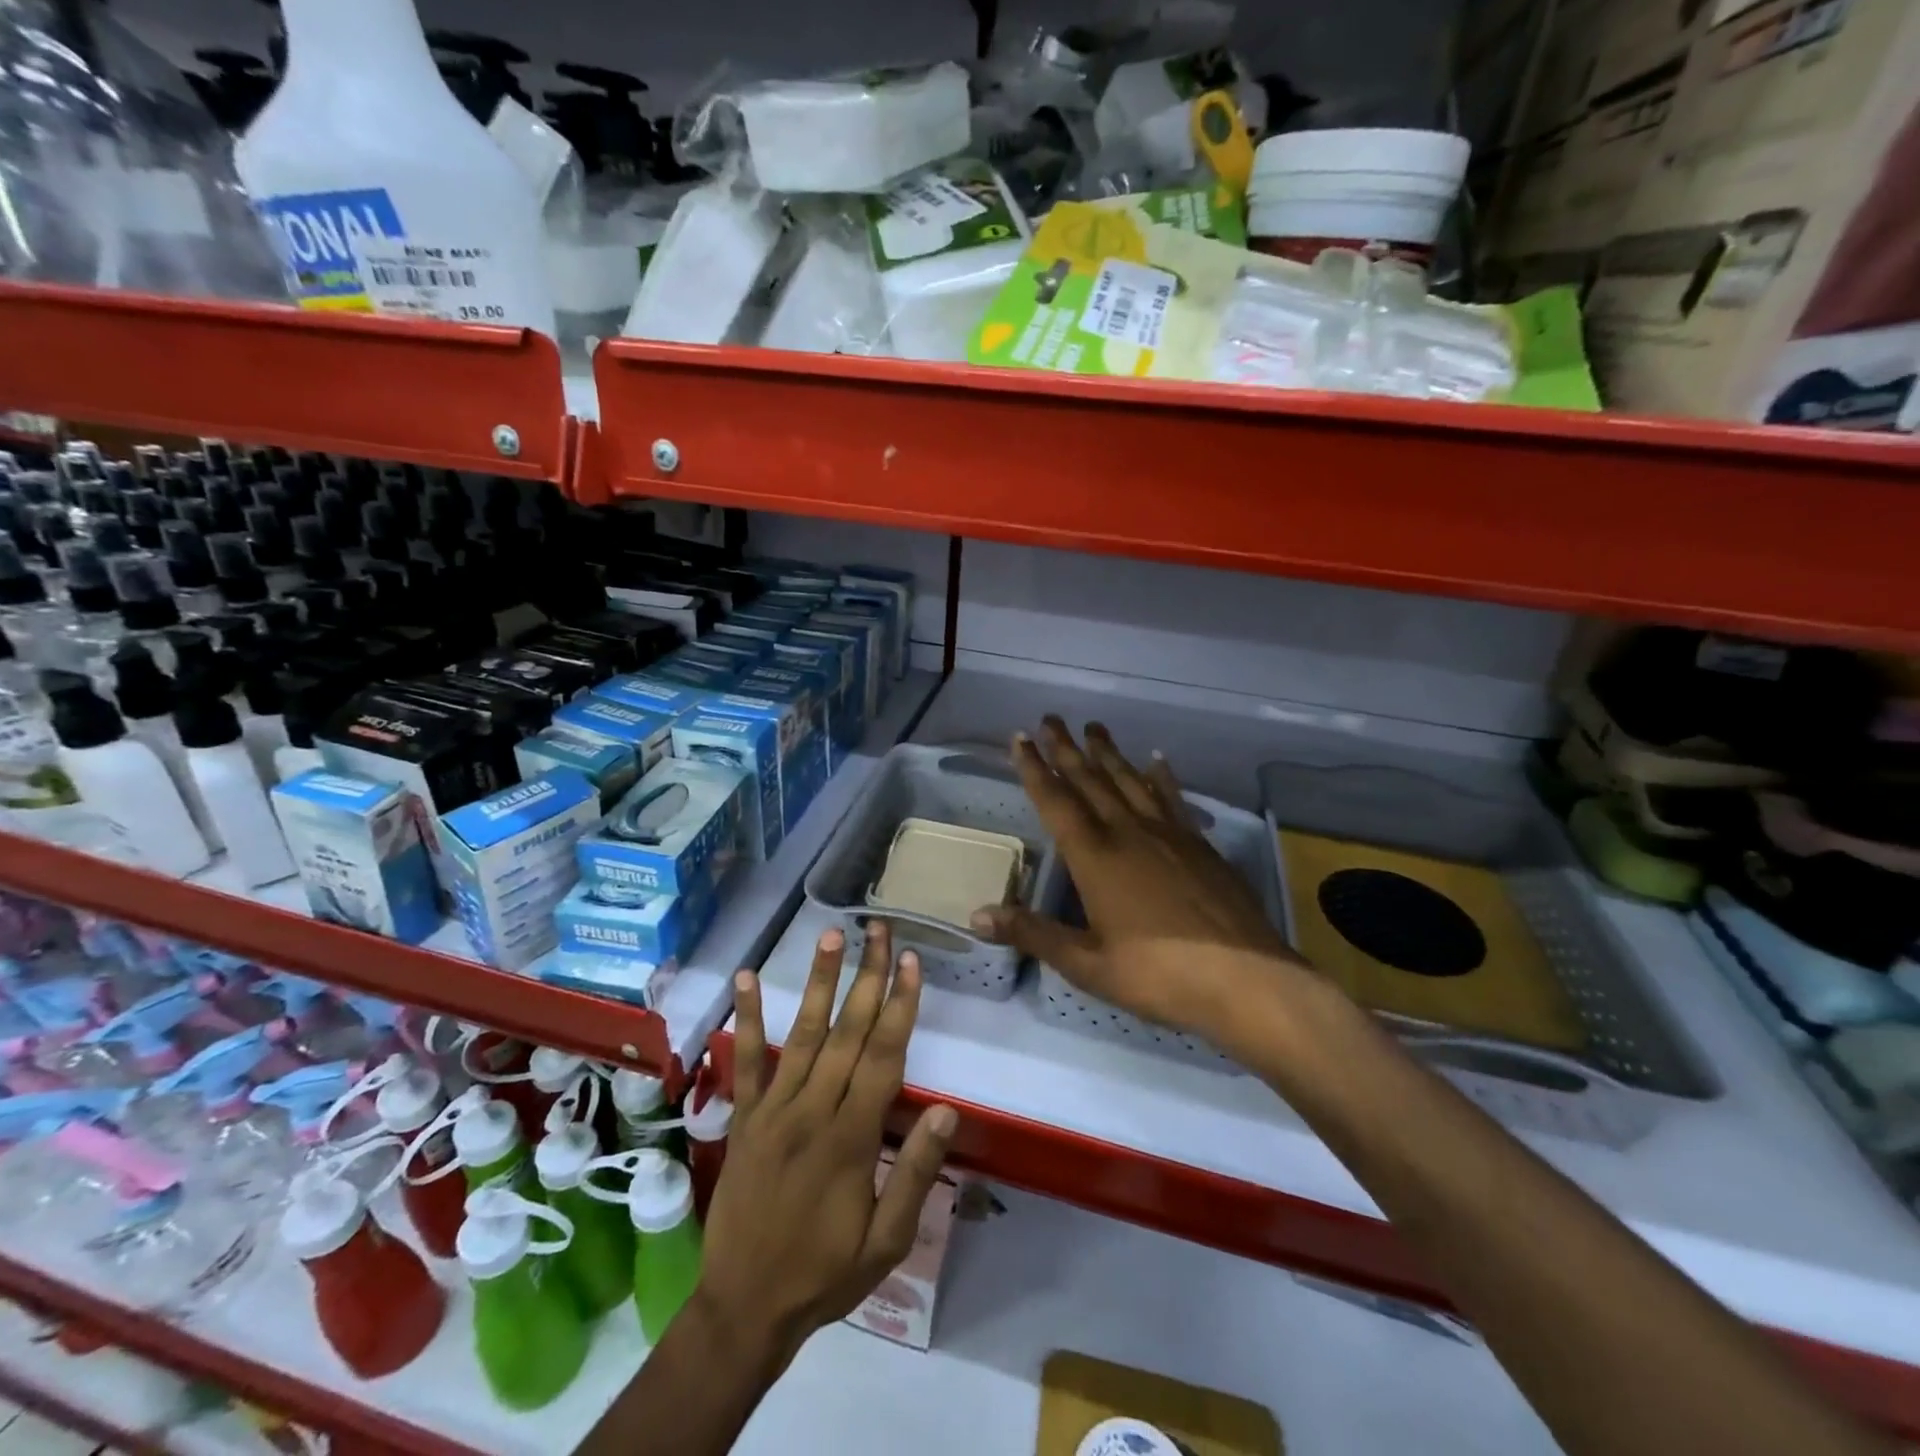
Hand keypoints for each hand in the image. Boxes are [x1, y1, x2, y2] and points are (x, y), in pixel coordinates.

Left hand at [699, 921, 957, 1367]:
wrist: (744, 1309)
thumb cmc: (825, 1274)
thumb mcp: (886, 1243)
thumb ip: (915, 1174)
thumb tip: (947, 1111)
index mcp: (851, 1138)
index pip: (883, 1056)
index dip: (899, 1005)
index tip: (910, 961)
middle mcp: (812, 1110)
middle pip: (847, 1032)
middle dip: (867, 976)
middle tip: (879, 929)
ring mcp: (773, 1109)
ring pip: (802, 1033)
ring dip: (819, 981)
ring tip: (831, 935)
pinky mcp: (744, 1117)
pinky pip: (745, 1062)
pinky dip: (747, 1018)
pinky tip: (745, 978)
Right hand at [974, 718, 1306, 1049]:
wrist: (1245, 979)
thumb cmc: (1158, 975)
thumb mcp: (1087, 963)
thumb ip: (1033, 934)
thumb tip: (977, 917)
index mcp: (1095, 857)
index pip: (1056, 802)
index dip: (1034, 769)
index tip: (1021, 737)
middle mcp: (1128, 833)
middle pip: (1091, 780)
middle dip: (1067, 749)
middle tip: (1051, 718)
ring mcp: (1168, 834)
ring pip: (1130, 781)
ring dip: (1109, 753)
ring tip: (1094, 728)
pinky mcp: (1199, 844)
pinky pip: (1173, 798)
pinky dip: (1162, 776)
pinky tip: (1157, 759)